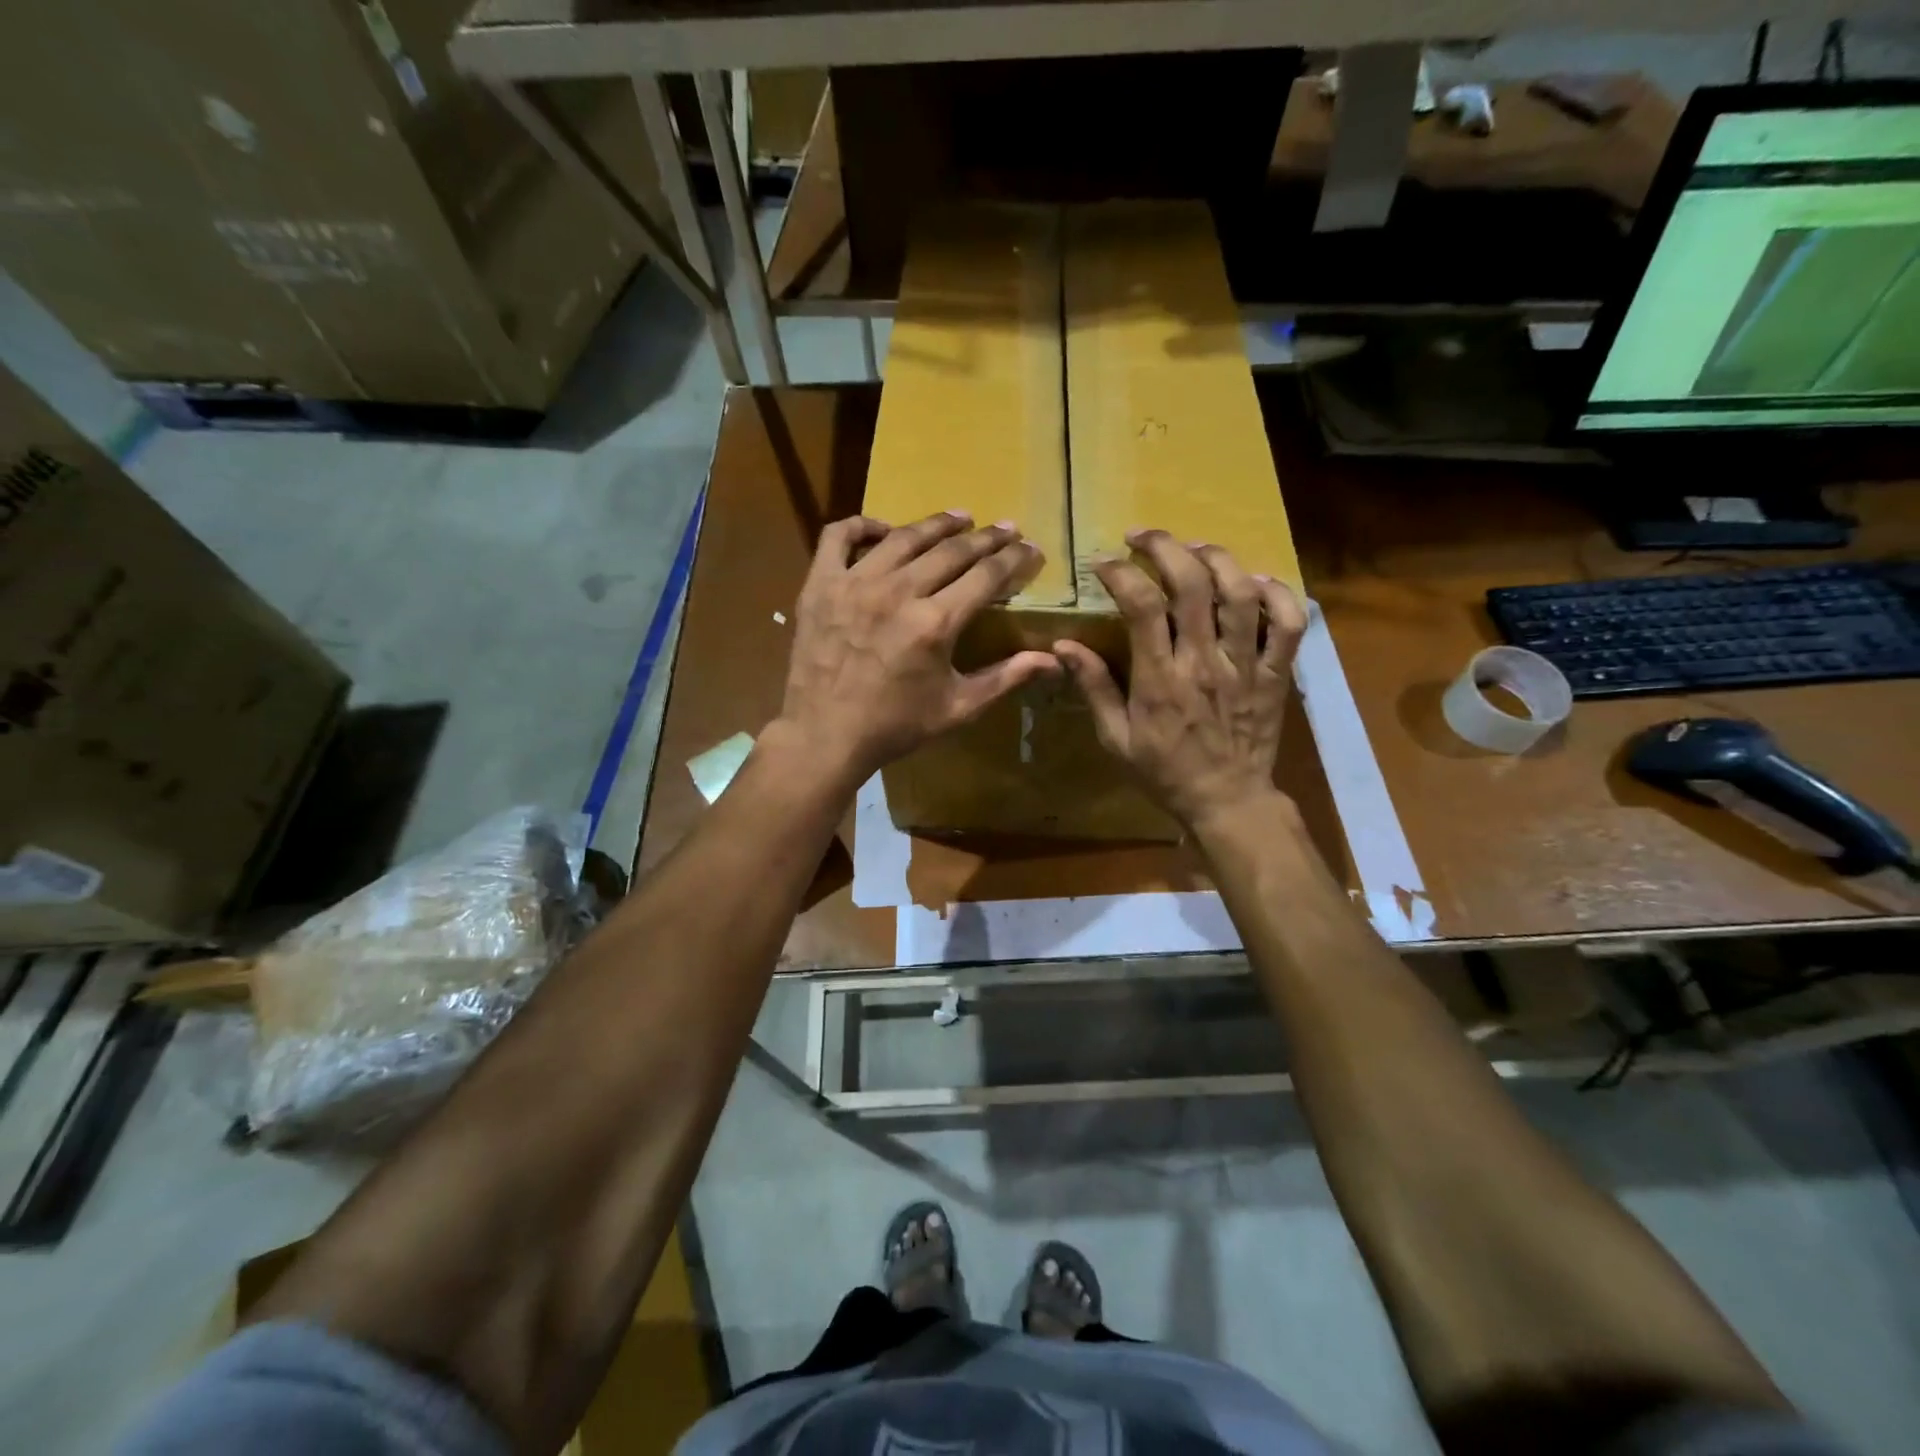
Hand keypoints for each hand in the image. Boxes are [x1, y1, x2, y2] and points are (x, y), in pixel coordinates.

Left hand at [776, 511, 1060, 786]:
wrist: (824, 736)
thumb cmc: (894, 726)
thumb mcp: (957, 708)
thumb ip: (1006, 678)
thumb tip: (1054, 660)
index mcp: (935, 623)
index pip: (986, 576)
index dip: (1014, 559)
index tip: (1032, 549)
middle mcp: (898, 592)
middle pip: (951, 550)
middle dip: (986, 538)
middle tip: (1006, 529)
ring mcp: (854, 583)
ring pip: (904, 537)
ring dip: (937, 524)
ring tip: (960, 518)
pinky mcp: (821, 585)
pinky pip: (840, 536)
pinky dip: (863, 526)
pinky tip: (885, 530)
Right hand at [1054, 530, 1306, 831]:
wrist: (1227, 801)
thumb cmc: (1164, 772)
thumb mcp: (1116, 739)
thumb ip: (1094, 688)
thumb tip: (1063, 646)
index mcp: (1160, 679)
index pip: (1142, 606)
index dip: (1121, 573)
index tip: (1103, 563)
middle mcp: (1204, 662)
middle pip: (1191, 584)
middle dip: (1165, 547)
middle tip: (1142, 536)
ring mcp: (1246, 665)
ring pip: (1240, 593)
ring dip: (1216, 558)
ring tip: (1194, 549)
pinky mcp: (1276, 673)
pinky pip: (1289, 624)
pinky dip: (1278, 593)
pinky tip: (1254, 581)